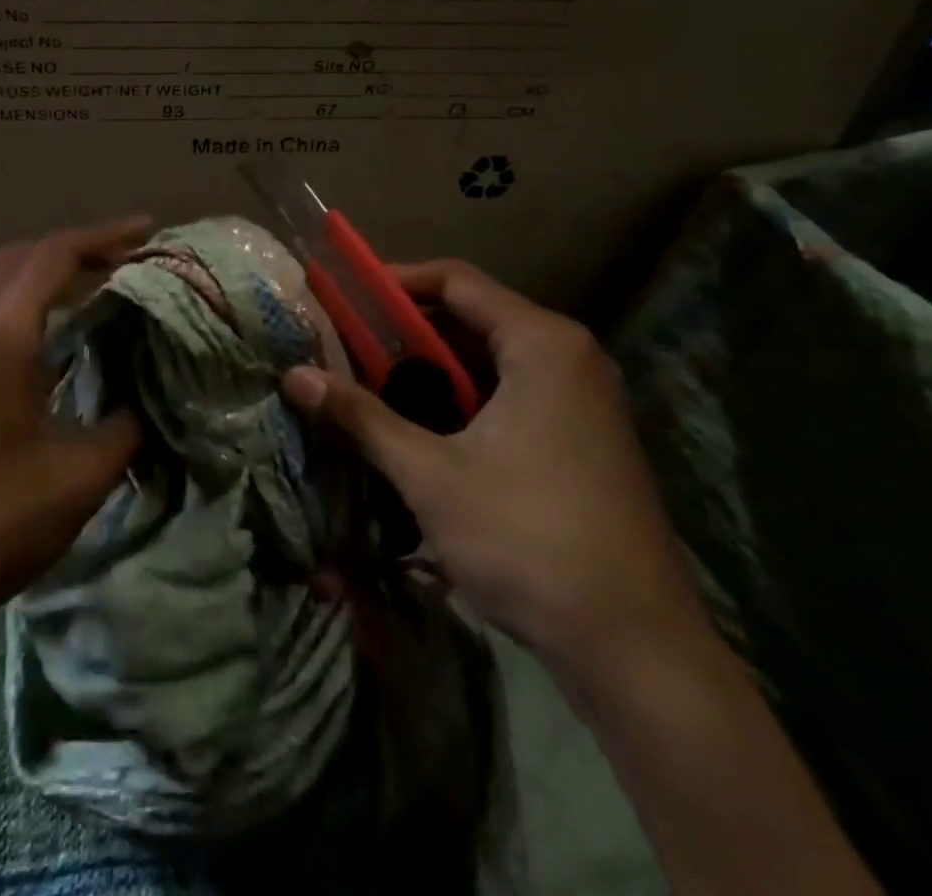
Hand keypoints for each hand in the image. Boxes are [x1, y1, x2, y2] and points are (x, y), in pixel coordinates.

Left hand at [0, 217, 150, 638]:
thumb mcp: (84, 476)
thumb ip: (129, 425)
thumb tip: (153, 395)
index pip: (53, 258)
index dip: (103, 237)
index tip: (147, 230)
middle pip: (19, 255)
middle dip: (75, 246)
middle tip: (123, 258)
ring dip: (31, 260)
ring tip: (76, 278)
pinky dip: (2, 284)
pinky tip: (27, 318)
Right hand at [282, 260, 705, 668]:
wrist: (637, 650)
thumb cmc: (529, 540)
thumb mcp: (430, 475)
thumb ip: (361, 417)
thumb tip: (294, 376)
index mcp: (541, 344)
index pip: (456, 281)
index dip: (394, 282)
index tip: (343, 298)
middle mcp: (569, 357)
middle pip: (472, 319)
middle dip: (406, 336)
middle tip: (349, 356)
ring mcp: (583, 400)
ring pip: (490, 362)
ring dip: (432, 374)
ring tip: (376, 397)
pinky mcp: (584, 439)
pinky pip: (512, 395)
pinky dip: (464, 403)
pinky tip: (427, 438)